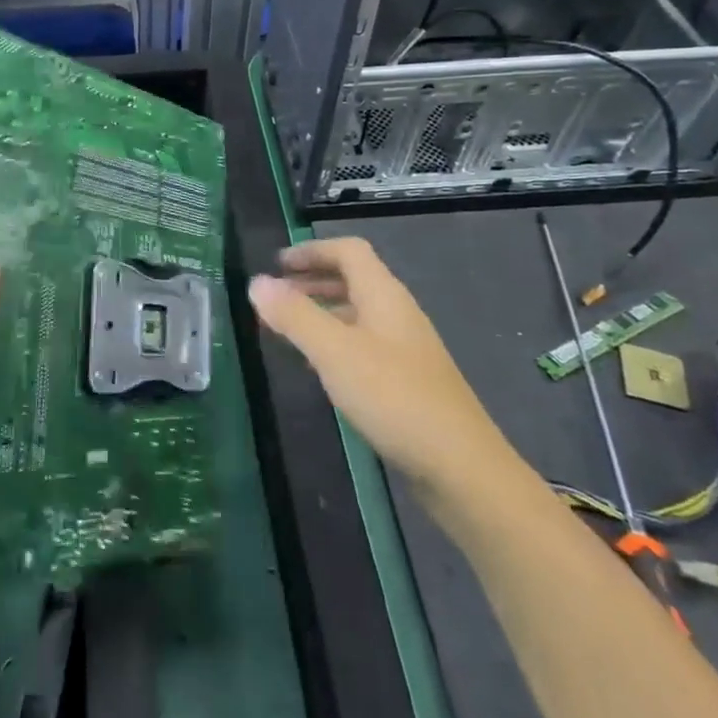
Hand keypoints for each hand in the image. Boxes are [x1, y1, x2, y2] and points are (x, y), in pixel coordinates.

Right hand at [249, 237, 512, 503]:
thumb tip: (257, 283)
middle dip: (312, 280)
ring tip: (288, 329)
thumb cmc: (393, 397)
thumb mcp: (335, 352)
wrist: (460, 467)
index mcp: (384, 295)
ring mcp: (406, 348)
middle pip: (354, 279)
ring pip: (358, 313)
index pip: (348, 251)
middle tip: (276, 297)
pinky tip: (321, 367)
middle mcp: (397, 313)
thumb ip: (295, 315)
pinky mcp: (408, 380)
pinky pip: (364, 343)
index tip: (276, 266)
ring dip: (322, 311)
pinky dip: (336, 341)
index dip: (312, 251)